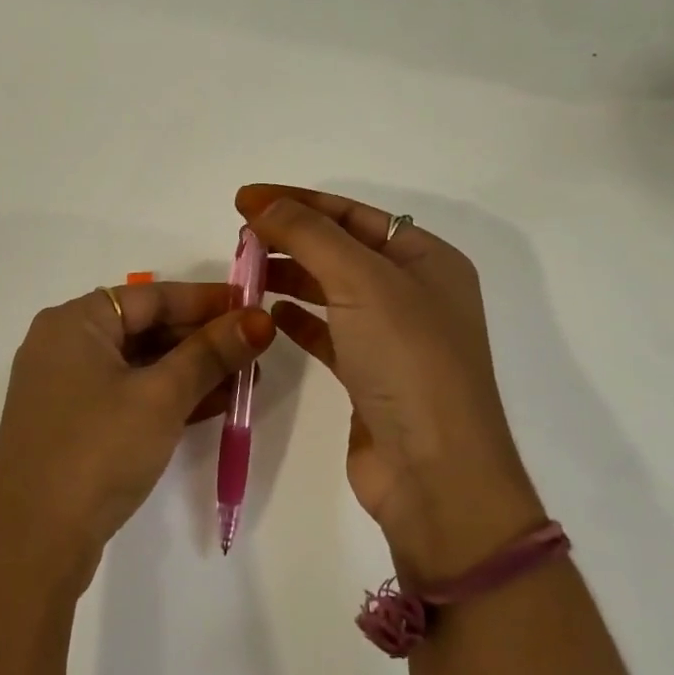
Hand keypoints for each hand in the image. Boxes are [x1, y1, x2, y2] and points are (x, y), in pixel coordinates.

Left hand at [0, 281, 274, 597]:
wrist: (35, 544)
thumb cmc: (98, 451)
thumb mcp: (161, 397)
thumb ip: (210, 354)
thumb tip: (259, 319)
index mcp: (73, 321)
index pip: (151, 296)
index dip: (206, 300)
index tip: (253, 305)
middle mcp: (61, 344)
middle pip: (144, 328)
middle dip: (202, 339)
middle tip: (255, 348)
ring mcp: (63, 387)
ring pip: (138, 365)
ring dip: (190, 371)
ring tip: (245, 379)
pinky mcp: (70, 424)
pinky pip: (126, 395)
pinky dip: (165, 397)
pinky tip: (213, 406)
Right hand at [236, 184, 545, 587]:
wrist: (434, 474)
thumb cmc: (407, 361)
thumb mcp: (361, 281)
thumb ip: (308, 234)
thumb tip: (261, 201)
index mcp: (427, 259)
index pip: (352, 213)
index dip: (297, 201)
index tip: (243, 200)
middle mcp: (414, 292)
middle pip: (341, 248)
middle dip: (290, 237)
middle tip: (239, 238)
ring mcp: (393, 336)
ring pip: (331, 289)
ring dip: (289, 275)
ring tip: (244, 271)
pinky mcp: (369, 375)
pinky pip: (327, 331)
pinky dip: (297, 318)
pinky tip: (268, 313)